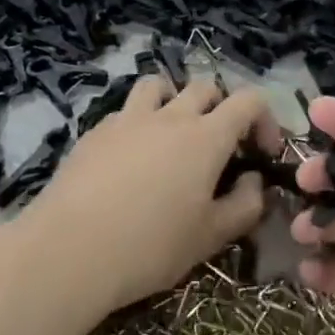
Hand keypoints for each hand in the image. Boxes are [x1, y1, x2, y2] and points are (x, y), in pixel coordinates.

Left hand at [25, 76, 281, 315]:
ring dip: (174, 101)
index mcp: (206, 136)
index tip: (262, 153)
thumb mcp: (210, 237)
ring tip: (171, 135)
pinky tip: (130, 159)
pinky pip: (126, 111)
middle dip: (221, 109)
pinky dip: (138, 123)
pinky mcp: (96, 130)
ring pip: (159, 86)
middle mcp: (170, 115)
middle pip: (205, 87)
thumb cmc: (151, 246)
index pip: (249, 101)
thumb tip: (253, 180)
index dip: (264, 120)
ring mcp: (129, 117)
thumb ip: (244, 205)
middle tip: (219, 147)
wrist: (71, 248)